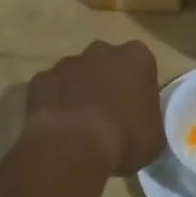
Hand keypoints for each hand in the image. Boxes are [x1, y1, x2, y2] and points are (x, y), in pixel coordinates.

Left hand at [24, 40, 164, 174]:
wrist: (73, 146)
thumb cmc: (124, 137)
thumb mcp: (154, 137)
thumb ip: (150, 122)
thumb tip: (144, 127)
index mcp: (136, 58)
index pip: (142, 65)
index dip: (138, 87)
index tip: (136, 109)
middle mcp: (102, 51)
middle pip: (107, 61)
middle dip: (107, 80)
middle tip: (108, 112)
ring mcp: (68, 63)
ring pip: (77, 73)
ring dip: (79, 90)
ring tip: (80, 123)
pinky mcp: (41, 79)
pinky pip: (51, 89)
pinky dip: (54, 102)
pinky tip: (58, 126)